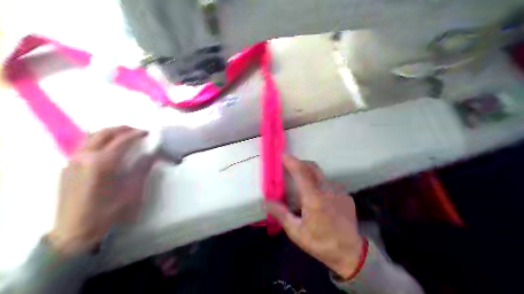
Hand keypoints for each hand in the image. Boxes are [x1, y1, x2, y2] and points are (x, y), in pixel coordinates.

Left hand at [48, 126, 153, 254]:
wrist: (75, 233)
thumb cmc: (108, 213)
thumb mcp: (132, 192)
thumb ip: (143, 169)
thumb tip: (153, 154)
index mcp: (102, 162)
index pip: (122, 140)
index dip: (137, 134)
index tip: (148, 133)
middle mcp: (85, 156)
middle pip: (105, 132)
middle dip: (123, 129)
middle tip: (137, 132)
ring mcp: (73, 161)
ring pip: (92, 136)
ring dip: (109, 133)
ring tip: (123, 137)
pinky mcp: (67, 167)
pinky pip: (84, 146)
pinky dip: (98, 141)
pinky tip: (107, 150)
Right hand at [268, 155, 362, 278]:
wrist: (350, 253)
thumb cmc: (320, 243)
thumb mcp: (296, 231)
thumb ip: (281, 213)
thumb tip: (267, 201)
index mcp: (314, 198)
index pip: (301, 172)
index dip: (291, 162)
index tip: (283, 156)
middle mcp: (328, 190)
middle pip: (313, 167)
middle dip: (300, 163)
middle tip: (290, 168)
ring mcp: (339, 192)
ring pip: (322, 176)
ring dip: (310, 176)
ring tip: (303, 188)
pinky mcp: (346, 196)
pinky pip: (330, 186)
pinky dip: (321, 186)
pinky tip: (319, 200)